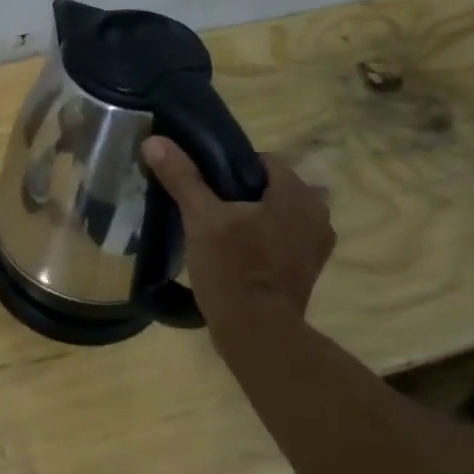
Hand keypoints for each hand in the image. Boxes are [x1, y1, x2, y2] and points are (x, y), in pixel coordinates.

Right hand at [142, 138, 334, 333]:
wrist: (257, 332)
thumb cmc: (232, 268)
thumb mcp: (201, 219)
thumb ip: (182, 177)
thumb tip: (155, 141)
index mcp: (297, 194)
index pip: (263, 161)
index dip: (229, 168)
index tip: (203, 186)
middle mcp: (318, 214)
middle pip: (271, 189)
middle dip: (241, 195)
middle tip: (206, 211)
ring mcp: (317, 246)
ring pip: (277, 216)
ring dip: (254, 219)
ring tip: (219, 234)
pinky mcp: (309, 271)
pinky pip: (283, 241)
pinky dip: (263, 242)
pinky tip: (236, 256)